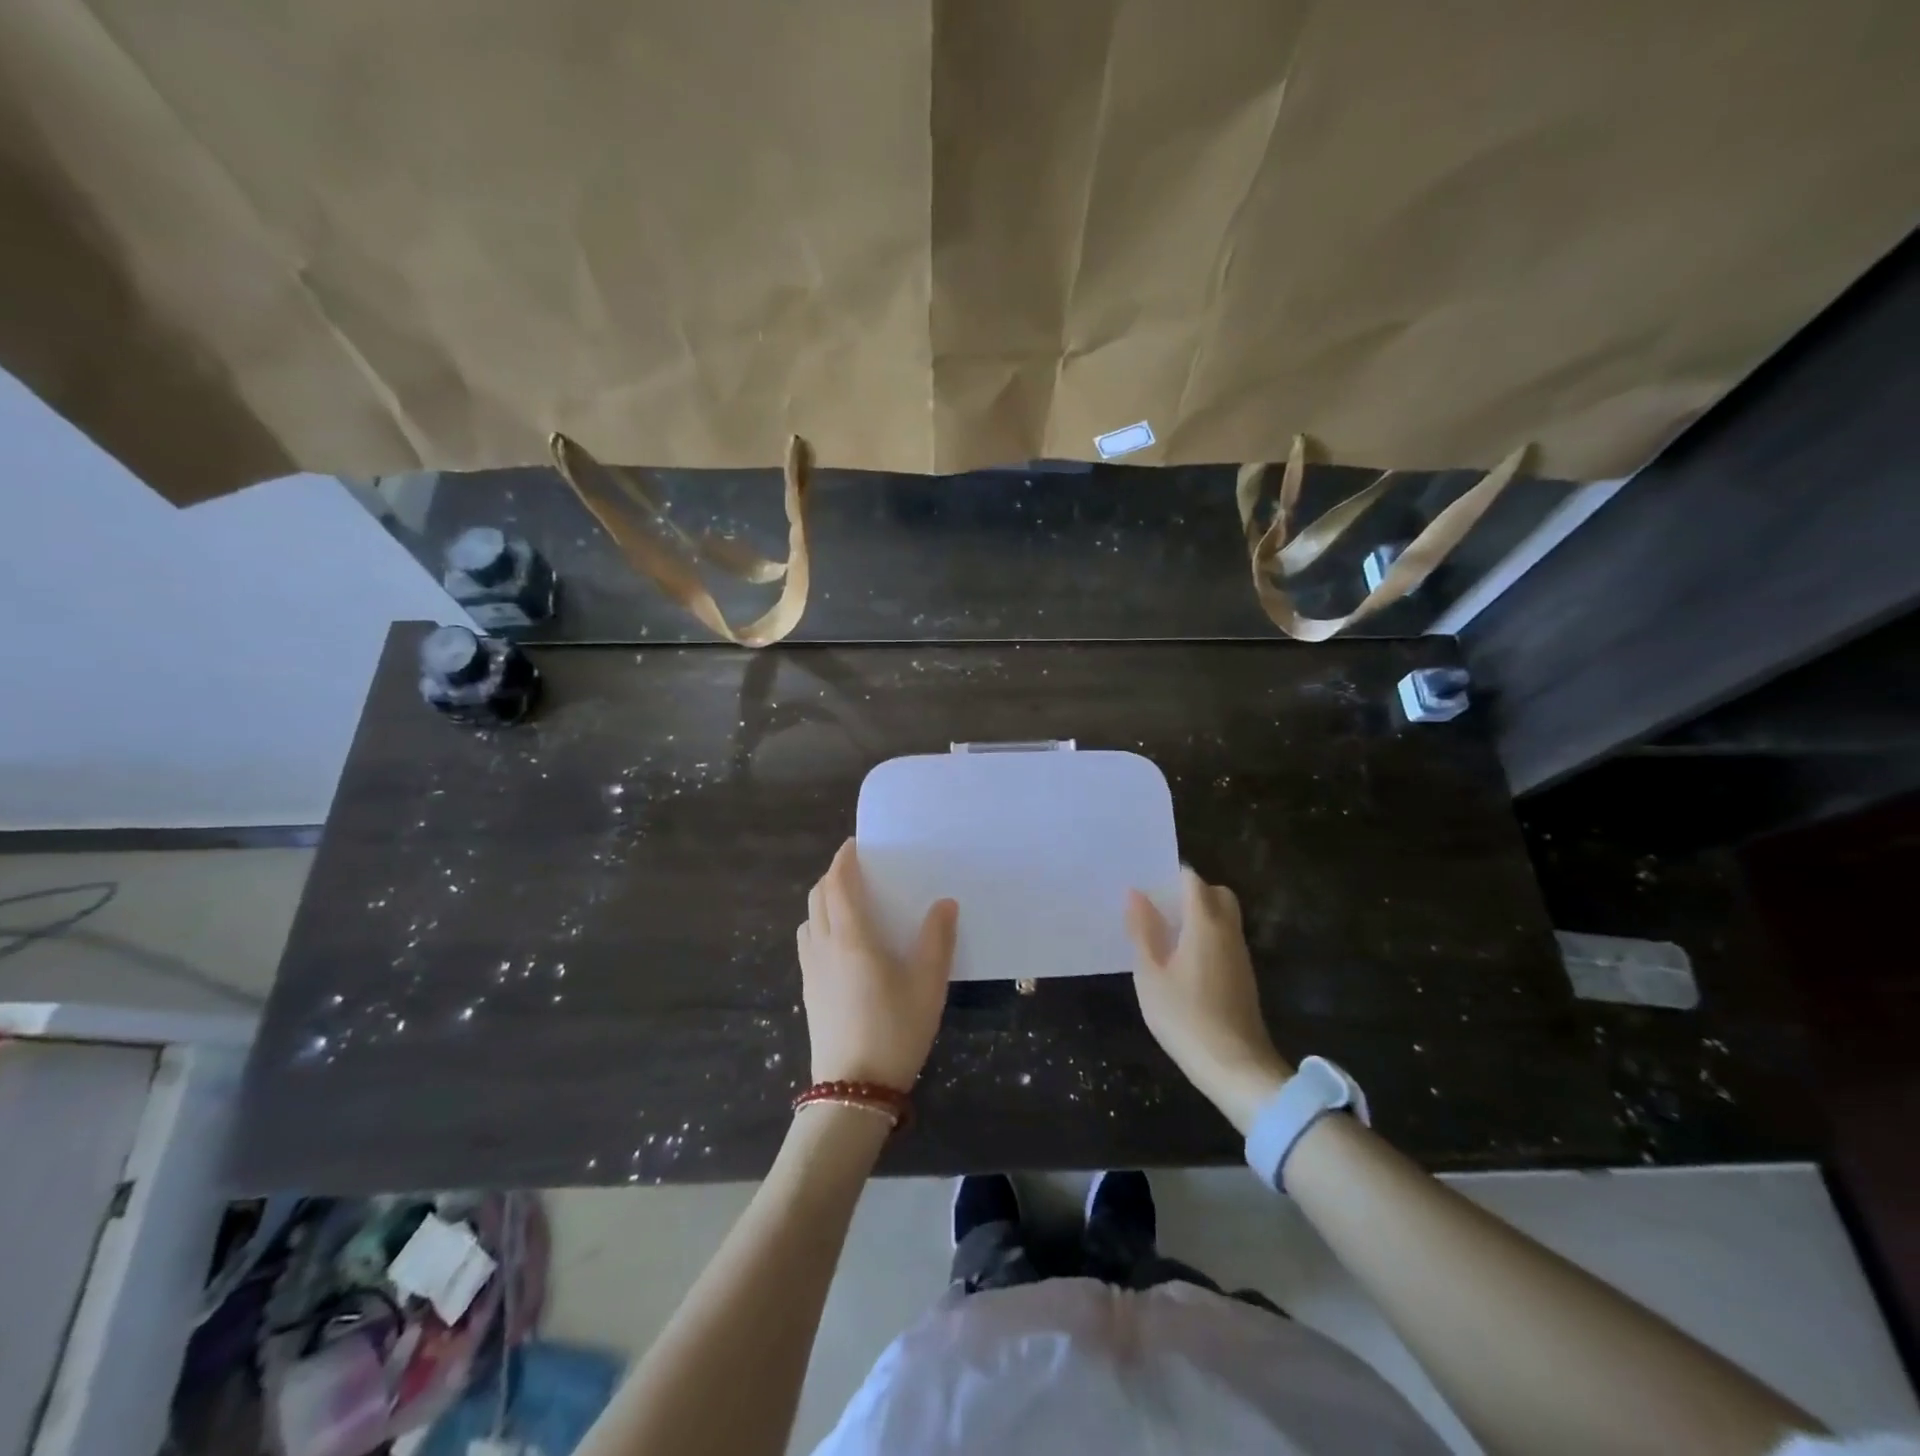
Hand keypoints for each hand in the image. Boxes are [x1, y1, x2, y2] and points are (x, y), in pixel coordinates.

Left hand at [797, 840, 957, 1089]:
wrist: (855, 1089)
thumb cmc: (896, 1029)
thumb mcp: (928, 984)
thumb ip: (937, 939)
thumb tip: (944, 902)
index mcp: (851, 938)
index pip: (839, 884)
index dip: (844, 859)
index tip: (855, 845)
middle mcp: (824, 946)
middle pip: (818, 897)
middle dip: (834, 876)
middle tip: (858, 871)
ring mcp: (811, 971)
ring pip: (809, 920)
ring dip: (824, 901)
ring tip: (850, 904)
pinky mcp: (808, 992)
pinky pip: (808, 943)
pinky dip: (820, 926)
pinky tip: (842, 944)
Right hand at [1127, 869, 1292, 1132]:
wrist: (1235, 1067)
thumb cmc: (1185, 1017)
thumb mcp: (1151, 975)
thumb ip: (1143, 931)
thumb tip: (1136, 894)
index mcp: (1205, 924)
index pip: (1193, 880)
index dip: (1171, 876)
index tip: (1148, 884)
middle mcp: (1228, 931)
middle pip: (1217, 893)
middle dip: (1191, 892)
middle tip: (1161, 908)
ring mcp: (1240, 954)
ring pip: (1224, 917)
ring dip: (1199, 915)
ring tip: (1165, 933)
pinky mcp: (1243, 976)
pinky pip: (1225, 939)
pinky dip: (1207, 936)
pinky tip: (1182, 960)